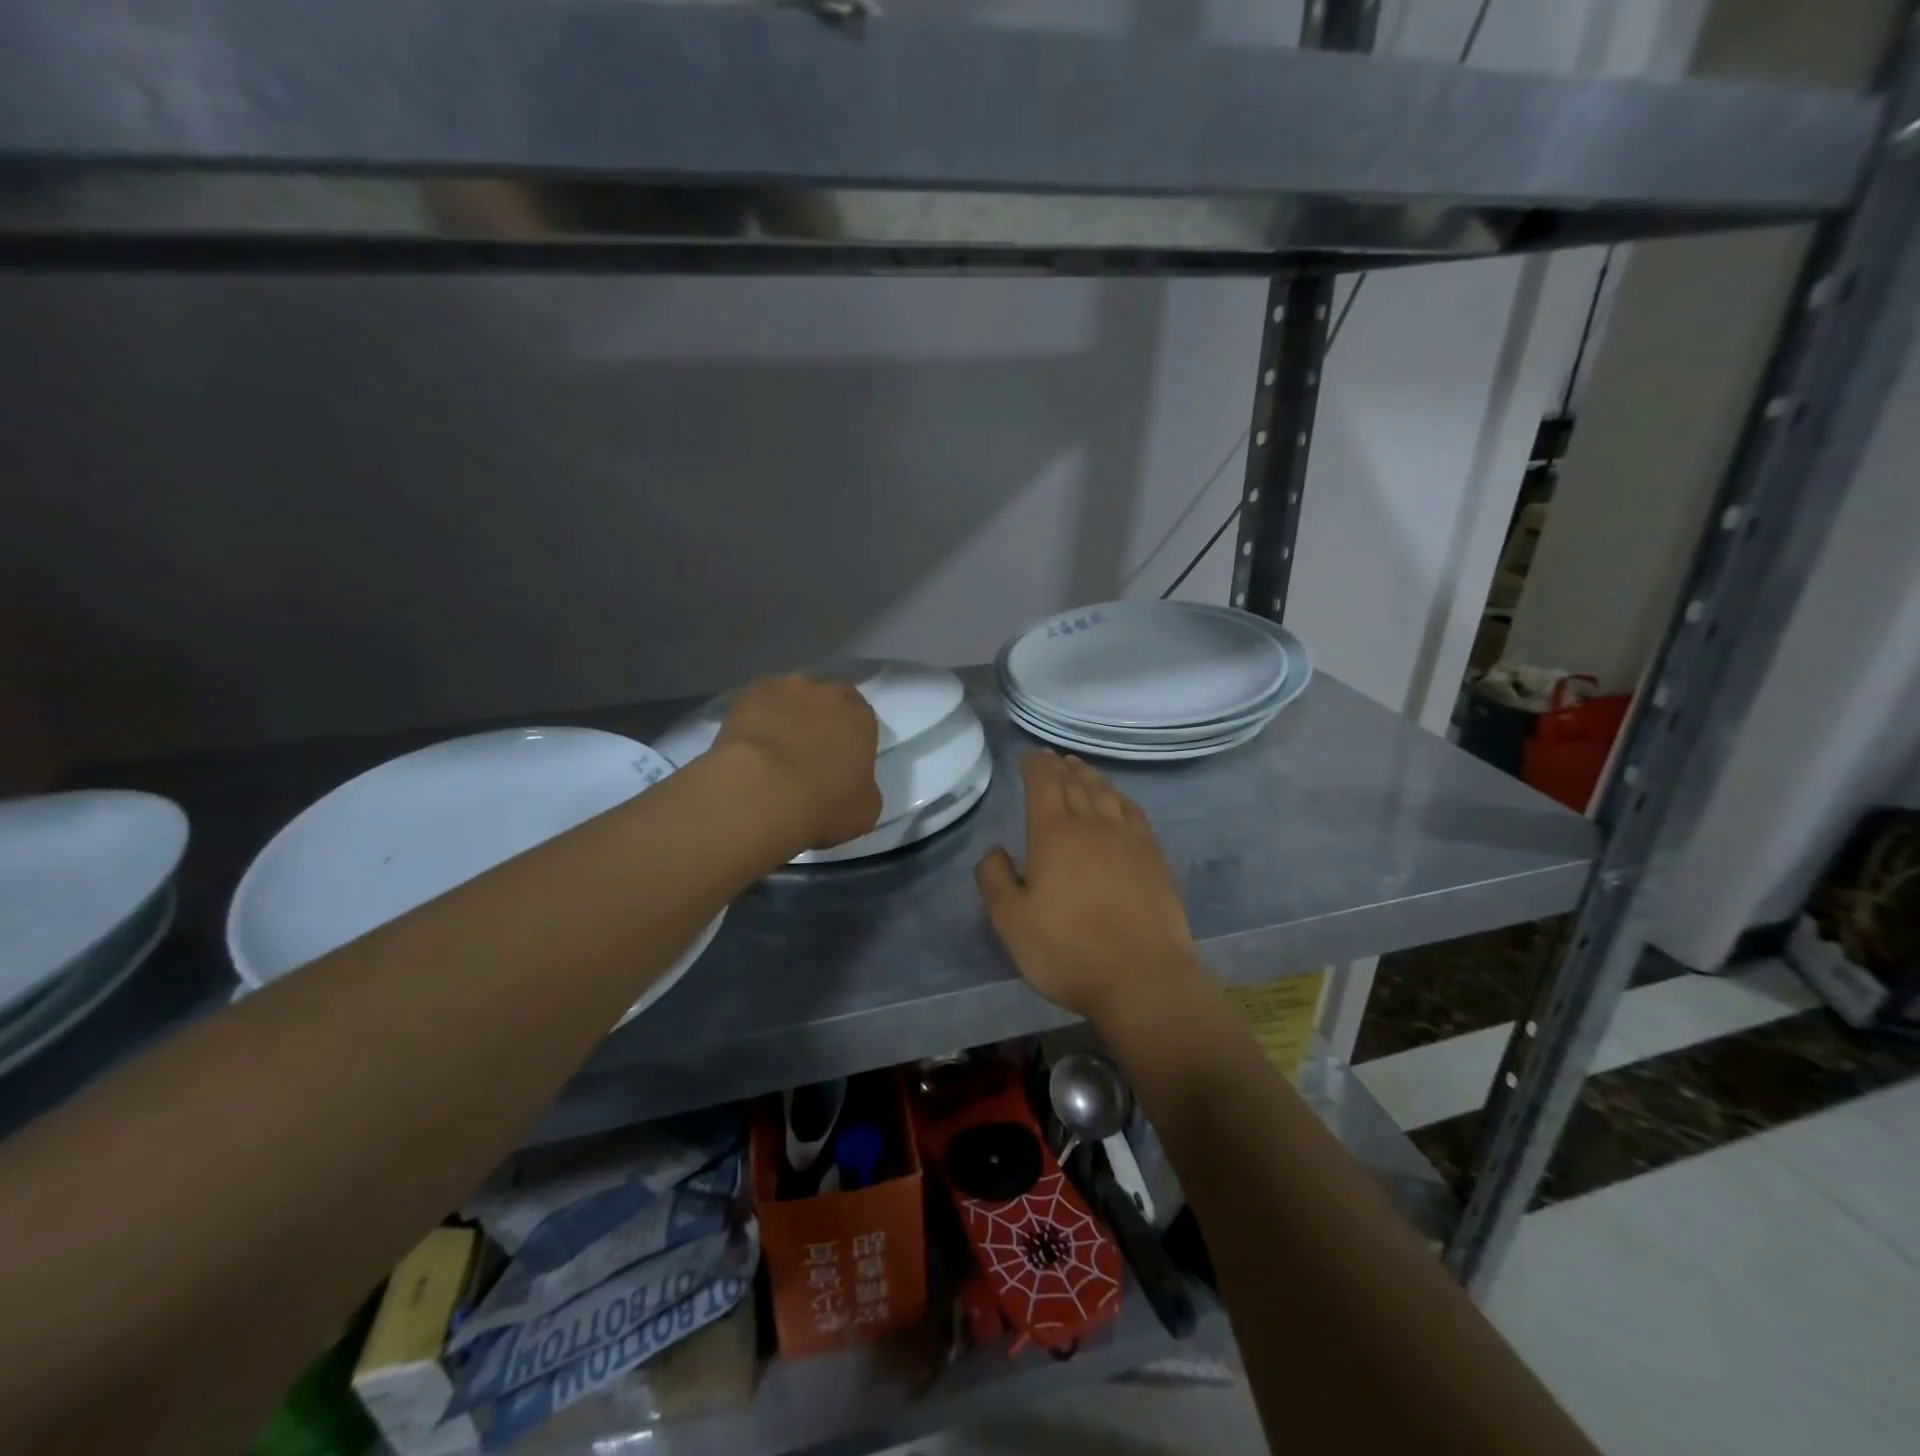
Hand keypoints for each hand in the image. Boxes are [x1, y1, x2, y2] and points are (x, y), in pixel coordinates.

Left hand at [713, 674, 881, 851]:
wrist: (760, 795)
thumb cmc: (822, 806)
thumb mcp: (865, 809)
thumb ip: (863, 784)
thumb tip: (851, 781)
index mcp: (860, 718)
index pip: (861, 718)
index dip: (850, 737)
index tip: (840, 757)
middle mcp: (827, 693)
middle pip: (827, 700)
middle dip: (821, 719)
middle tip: (808, 750)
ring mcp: (786, 689)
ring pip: (792, 697)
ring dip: (788, 714)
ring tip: (774, 747)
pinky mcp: (748, 694)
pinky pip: (758, 703)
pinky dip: (757, 718)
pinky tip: (750, 743)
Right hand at [975, 752, 1205, 1025]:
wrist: (1143, 978)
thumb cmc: (1068, 951)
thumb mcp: (1011, 922)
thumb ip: (995, 880)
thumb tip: (994, 850)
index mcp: (1054, 834)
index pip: (1043, 783)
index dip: (1035, 765)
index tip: (1029, 756)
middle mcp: (1092, 825)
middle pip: (1075, 783)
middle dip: (1060, 767)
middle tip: (1052, 758)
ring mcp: (1129, 839)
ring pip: (1106, 793)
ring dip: (1090, 776)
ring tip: (1081, 768)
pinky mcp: (1154, 858)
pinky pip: (1135, 813)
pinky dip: (1121, 798)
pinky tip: (1119, 801)